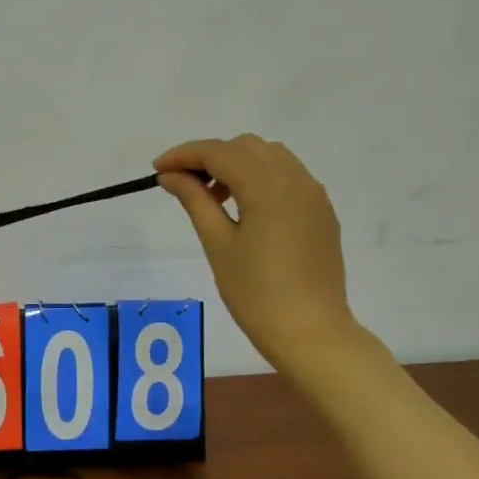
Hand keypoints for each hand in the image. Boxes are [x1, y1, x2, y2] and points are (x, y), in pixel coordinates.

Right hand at [154, 136, 367, 381]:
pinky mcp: (321, 212)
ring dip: (237, 165)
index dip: (184, 155)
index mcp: (267, 185)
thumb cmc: (256, 293)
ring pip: (270, 157)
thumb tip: (170, 176)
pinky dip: (261, 179)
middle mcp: (295, 178)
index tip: (157, 170)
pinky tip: (245, 211)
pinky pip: (288, 177)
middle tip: (184, 187)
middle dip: (211, 157)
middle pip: (245, 147)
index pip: (218, 152)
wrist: (311, 332)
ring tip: (215, 199)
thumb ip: (194, 200)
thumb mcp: (218, 244)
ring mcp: (313, 194)